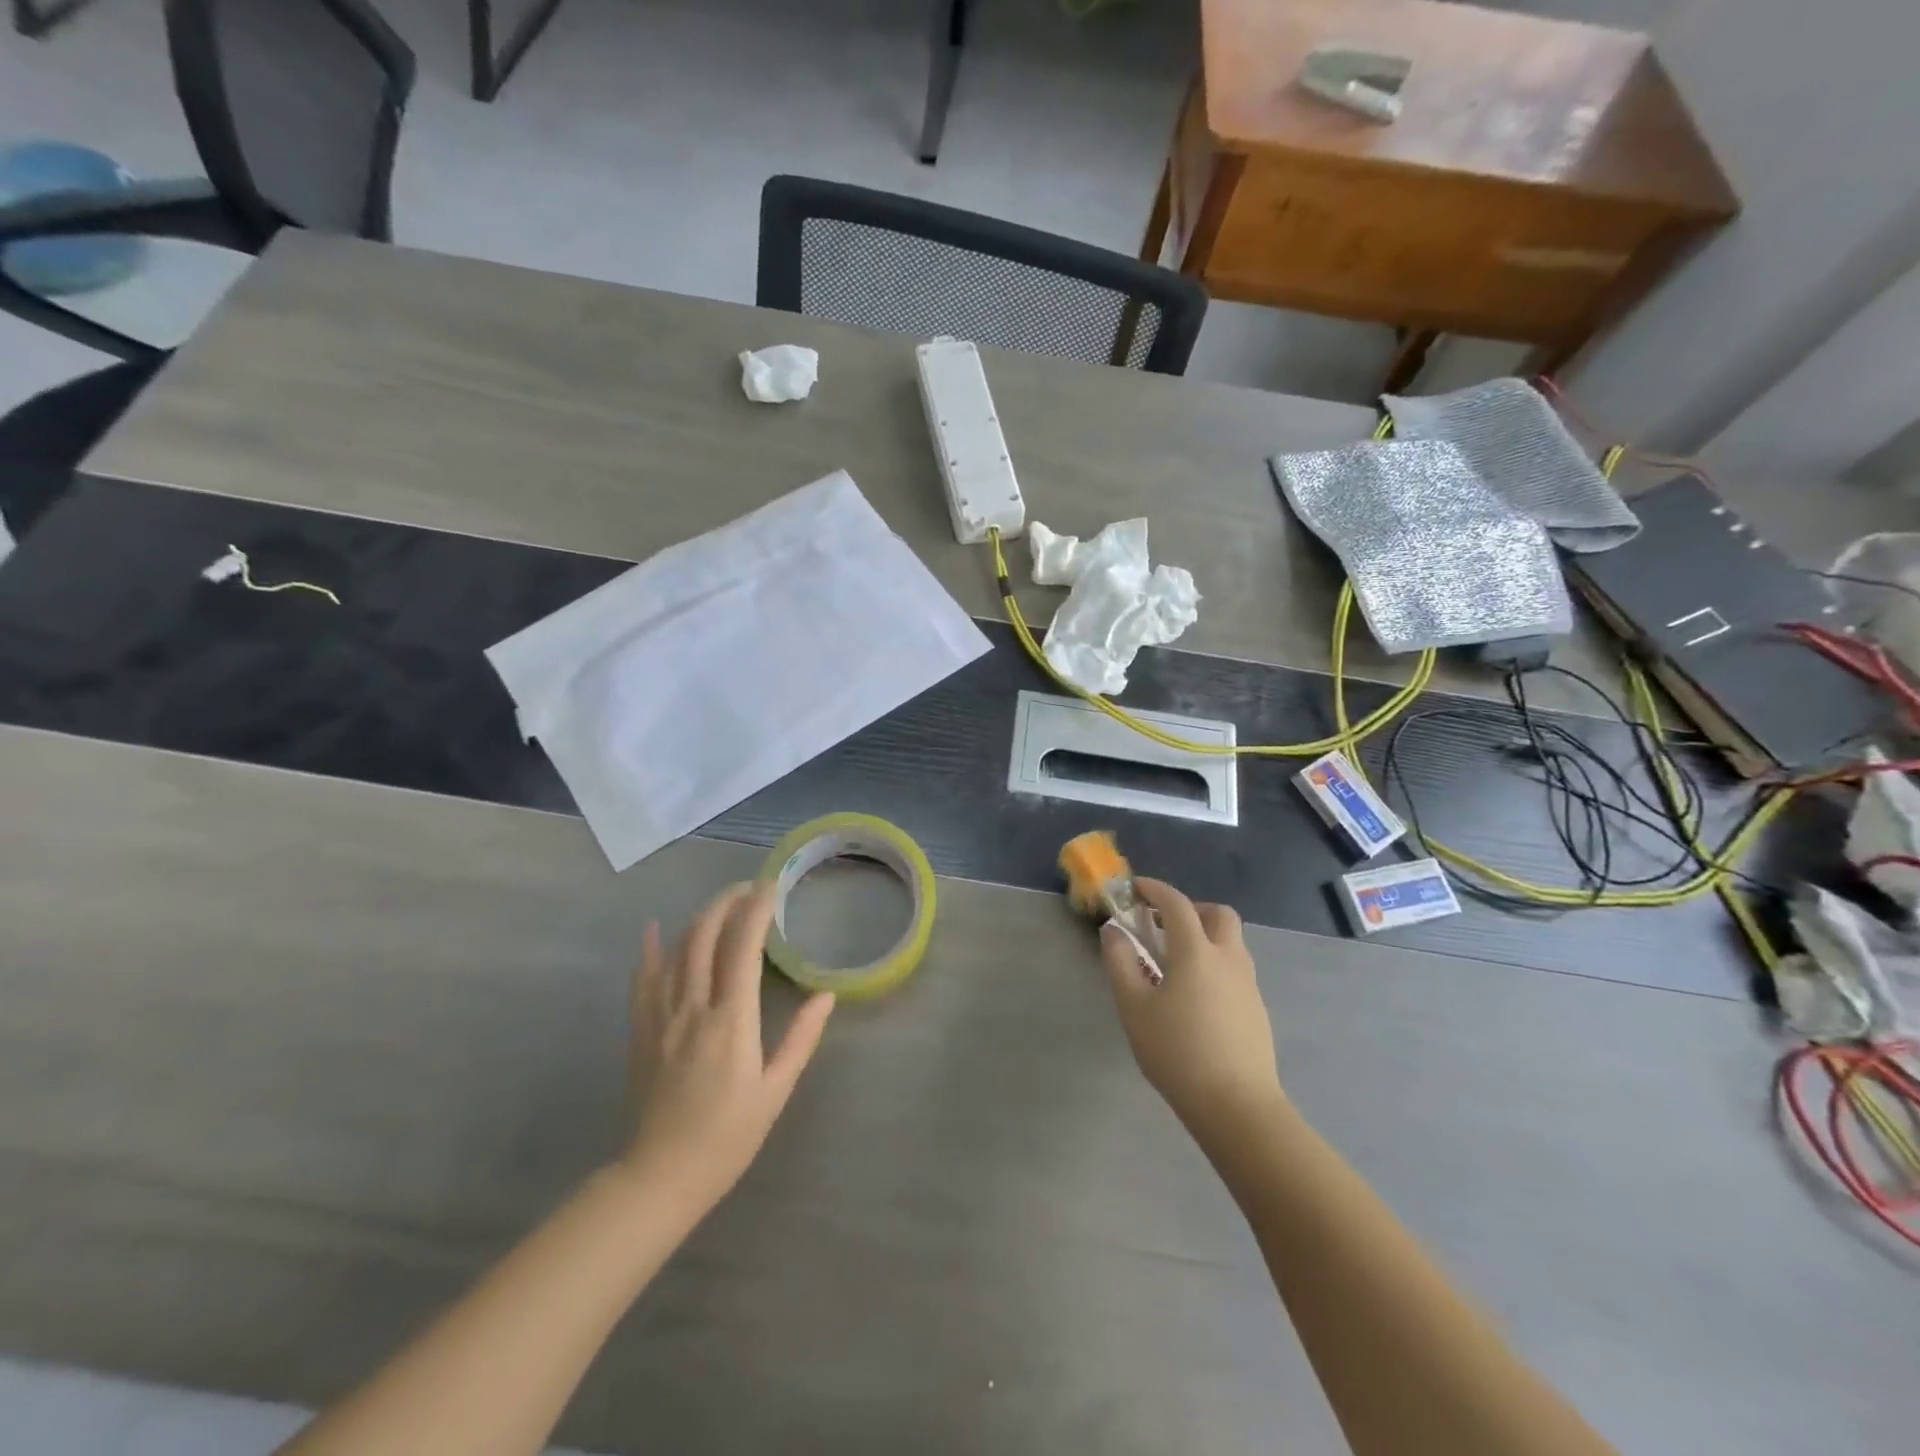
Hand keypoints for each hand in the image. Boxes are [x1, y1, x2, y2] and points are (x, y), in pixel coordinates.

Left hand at [622, 882, 834, 1213]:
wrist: (660, 1176)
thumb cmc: (728, 1137)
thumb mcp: (775, 1090)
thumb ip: (800, 1038)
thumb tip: (826, 995)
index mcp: (731, 1022)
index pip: (743, 948)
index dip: (756, 911)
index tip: (771, 887)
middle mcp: (694, 1009)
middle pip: (705, 937)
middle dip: (727, 902)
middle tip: (750, 887)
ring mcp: (661, 1018)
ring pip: (676, 950)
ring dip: (698, 917)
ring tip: (721, 902)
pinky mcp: (641, 1031)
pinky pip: (642, 979)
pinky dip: (648, 949)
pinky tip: (653, 927)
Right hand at [1099, 878, 1283, 1144]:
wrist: (1236, 1106)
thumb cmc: (1177, 1052)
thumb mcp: (1134, 1007)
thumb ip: (1120, 963)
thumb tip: (1114, 932)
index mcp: (1197, 952)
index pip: (1177, 904)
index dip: (1155, 890)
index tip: (1136, 889)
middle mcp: (1229, 958)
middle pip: (1218, 914)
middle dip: (1191, 909)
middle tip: (1165, 925)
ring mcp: (1248, 984)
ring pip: (1231, 942)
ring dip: (1205, 936)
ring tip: (1175, 963)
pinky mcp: (1257, 1009)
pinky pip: (1235, 969)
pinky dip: (1215, 964)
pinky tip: (1195, 996)